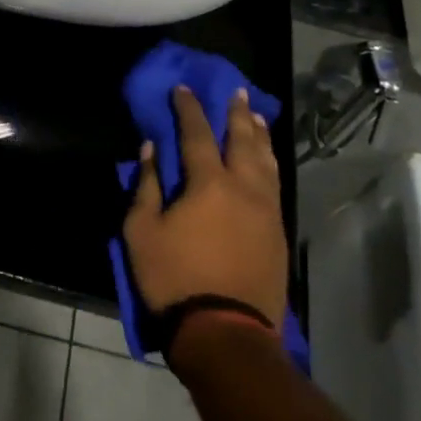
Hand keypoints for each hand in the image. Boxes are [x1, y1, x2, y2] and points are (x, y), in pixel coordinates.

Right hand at [123, 85, 287, 327]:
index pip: (197, 133)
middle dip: (236, 113)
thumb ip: (146, 186)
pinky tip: (266, 161)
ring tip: (255, 117)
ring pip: (266, 161)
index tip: (183, 88)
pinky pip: (275, 185)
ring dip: (259, 135)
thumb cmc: (174, 278)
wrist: (225, 332)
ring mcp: (266, 211)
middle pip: (242, 140)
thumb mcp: (142, 231)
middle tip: (235, 91)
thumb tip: (151, 149)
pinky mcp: (278, 234)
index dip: (189, 108)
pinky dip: (269, 163)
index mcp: (208, 183)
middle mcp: (244, 188)